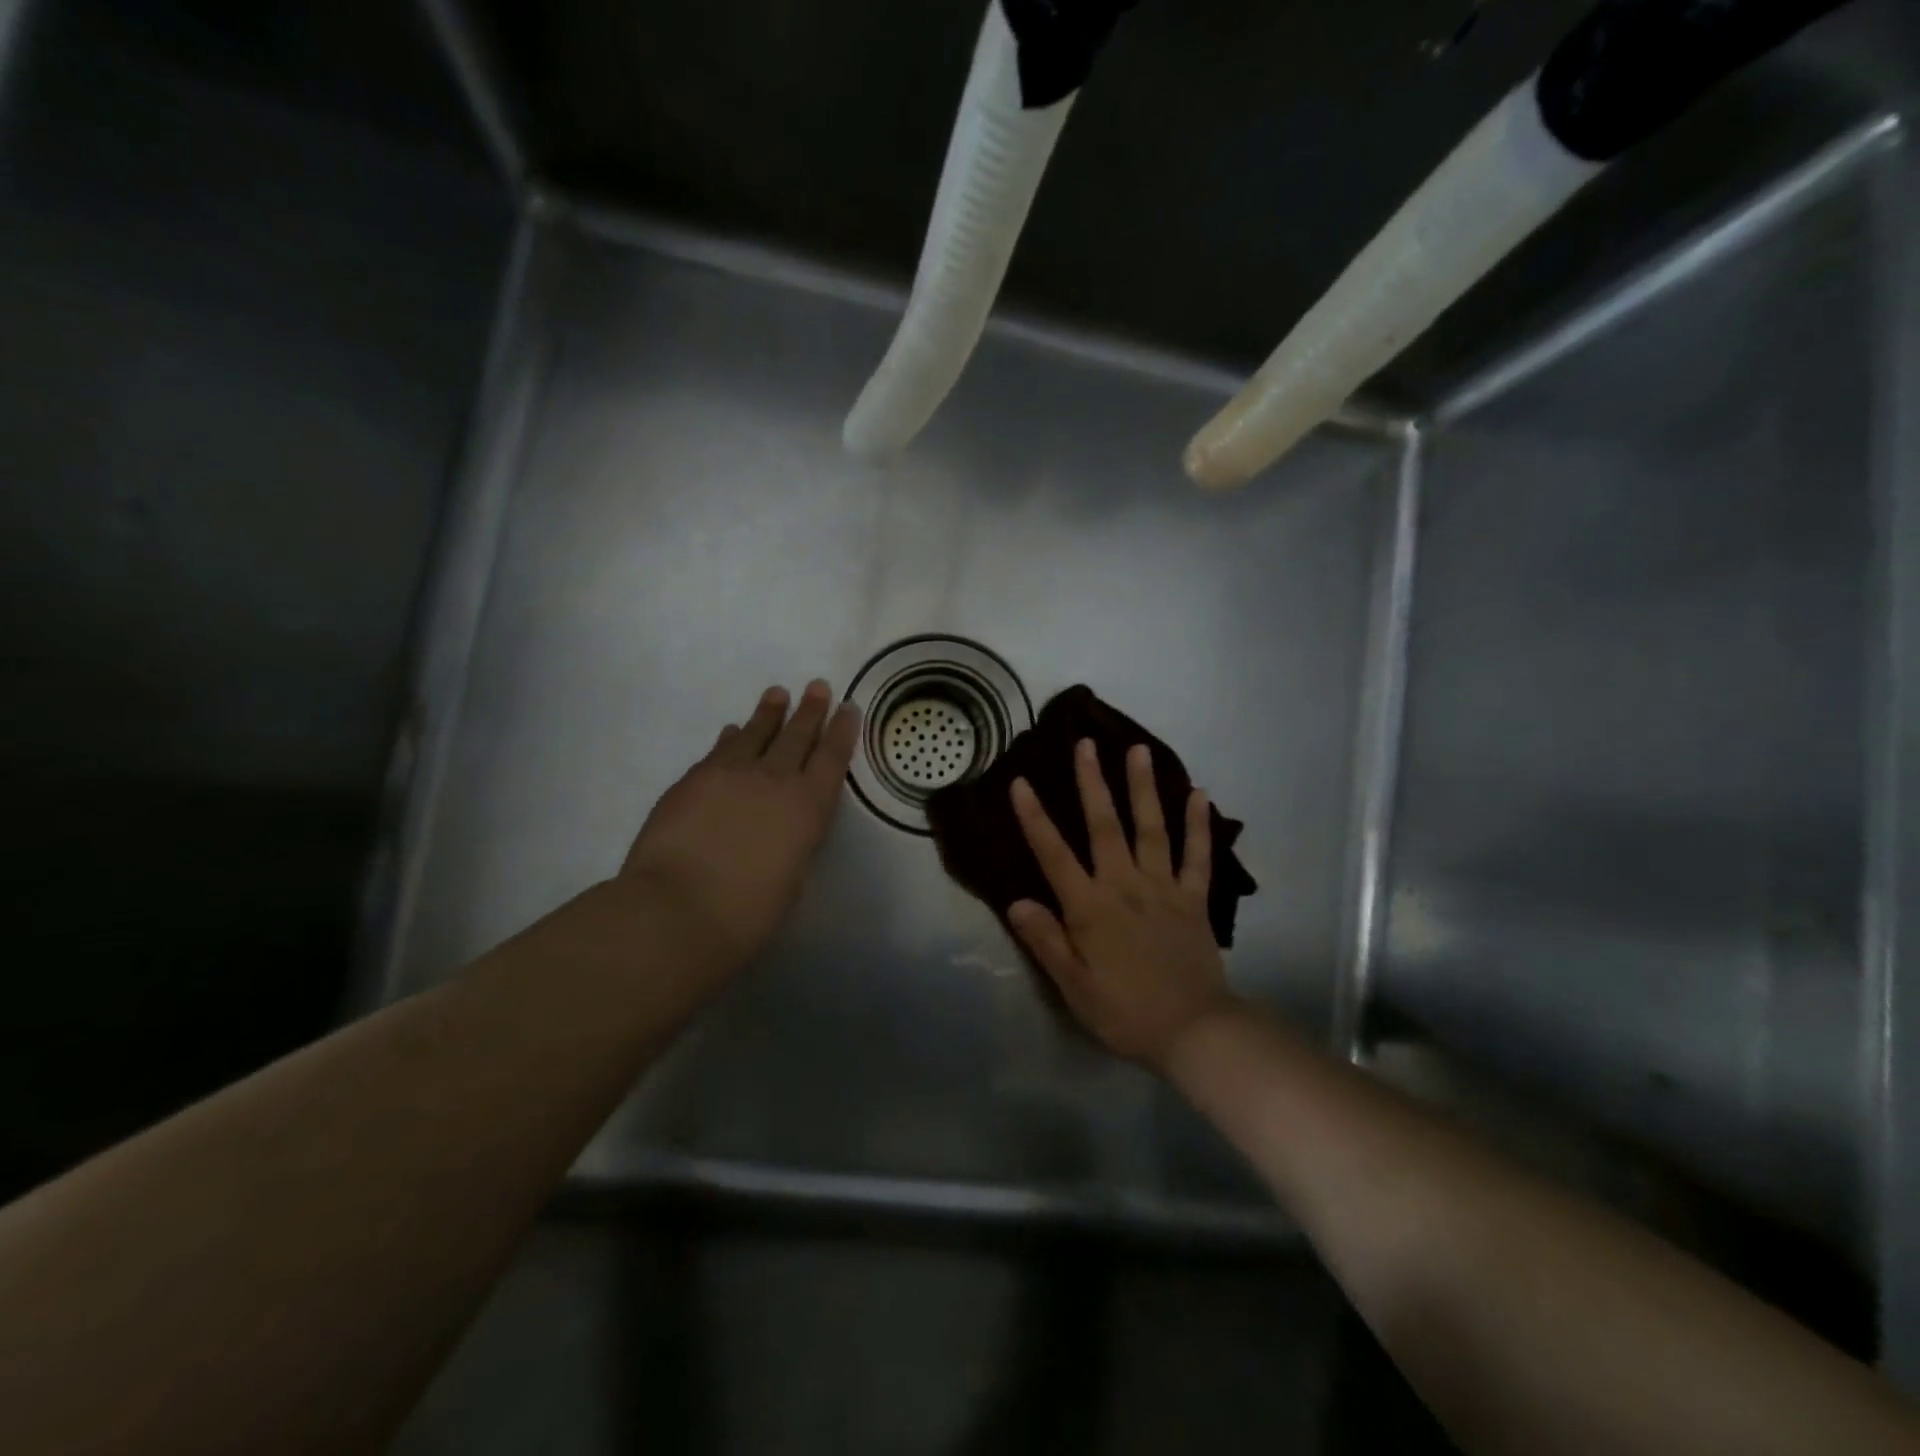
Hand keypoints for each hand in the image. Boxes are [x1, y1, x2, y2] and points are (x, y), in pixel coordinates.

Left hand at [616, 680, 859, 973]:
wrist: (677, 910)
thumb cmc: (747, 912)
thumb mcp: (791, 876)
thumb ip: (793, 840)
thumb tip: (783, 823)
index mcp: (807, 806)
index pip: (831, 758)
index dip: (842, 731)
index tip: (848, 707)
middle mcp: (773, 780)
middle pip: (797, 736)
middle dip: (810, 710)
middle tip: (817, 686)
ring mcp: (730, 774)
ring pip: (755, 733)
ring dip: (769, 713)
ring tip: (777, 694)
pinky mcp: (693, 779)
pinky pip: (719, 750)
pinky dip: (731, 737)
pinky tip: (732, 730)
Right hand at [1007, 739, 1238, 1071]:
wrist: (1193, 1031)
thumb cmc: (1124, 1011)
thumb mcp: (1073, 986)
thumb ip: (1046, 941)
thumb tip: (1015, 901)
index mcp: (1090, 908)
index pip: (1054, 855)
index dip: (1035, 818)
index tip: (1021, 782)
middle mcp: (1124, 885)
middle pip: (1105, 826)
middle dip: (1092, 782)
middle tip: (1086, 743)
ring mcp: (1163, 887)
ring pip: (1151, 828)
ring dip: (1143, 787)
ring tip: (1139, 749)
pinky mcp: (1194, 898)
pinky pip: (1198, 855)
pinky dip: (1198, 824)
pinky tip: (1199, 794)